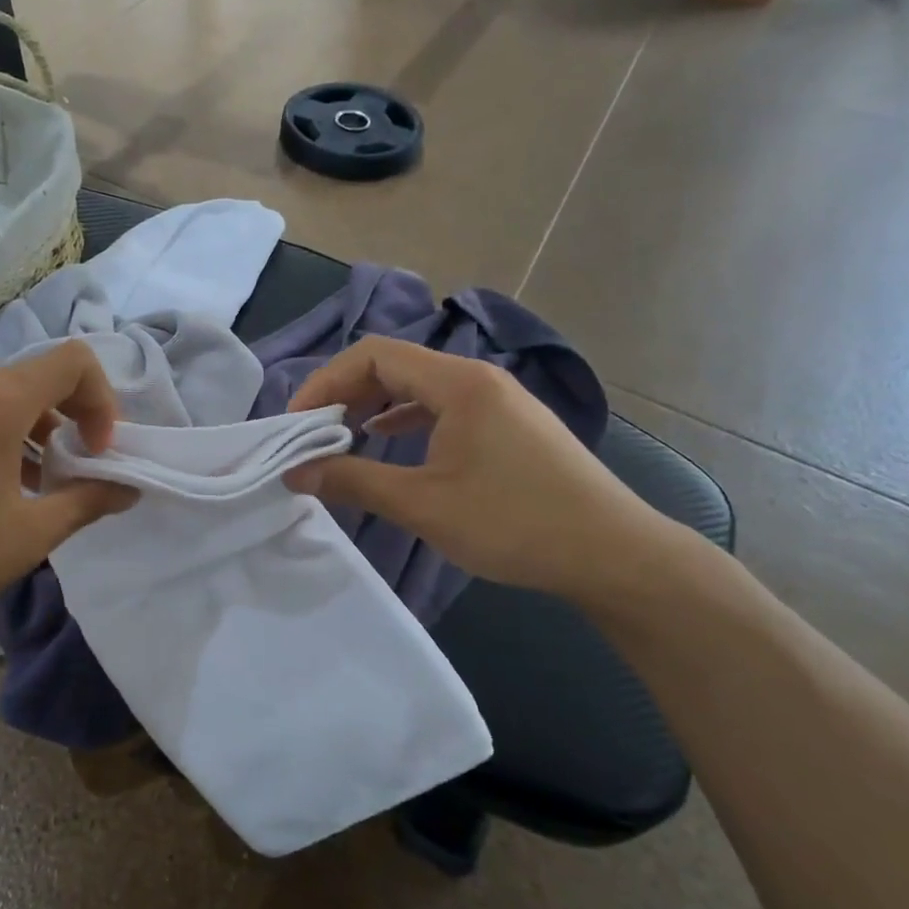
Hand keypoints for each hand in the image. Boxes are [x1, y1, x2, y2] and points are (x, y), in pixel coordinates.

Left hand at [0, 342, 135, 661]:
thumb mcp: (26, 537)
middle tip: (72, 475)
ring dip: (30, 434)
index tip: (97, 453)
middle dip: (69, 421)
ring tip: (28, 492)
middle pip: (34, 380)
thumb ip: (87, 502)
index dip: (101, 401)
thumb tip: (128, 489)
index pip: (72, 361)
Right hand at [286, 337, 691, 605]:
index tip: (297, 424)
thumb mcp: (424, 505)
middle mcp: (477, 378)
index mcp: (458, 383)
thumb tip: (296, 473)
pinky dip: (406, 420)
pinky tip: (390, 443)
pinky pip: (442, 407)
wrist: (612, 554)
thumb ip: (354, 482)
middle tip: (312, 434)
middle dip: (345, 394)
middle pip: (394, 365)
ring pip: (418, 387)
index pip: (373, 355)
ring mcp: (497, 401)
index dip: (326, 382)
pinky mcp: (508, 425)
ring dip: (374, 407)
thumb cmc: (514, 523)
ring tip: (342, 438)